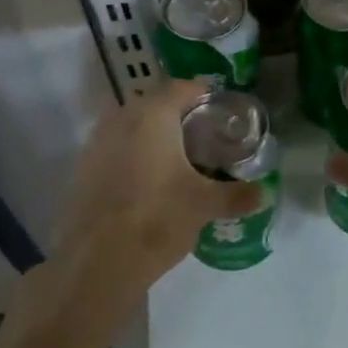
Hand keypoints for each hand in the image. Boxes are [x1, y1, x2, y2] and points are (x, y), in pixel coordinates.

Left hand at [54, 78, 263, 301]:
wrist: (99, 260)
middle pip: (154, 105)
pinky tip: (150, 181)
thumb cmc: (158, 218)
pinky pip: (115, 151)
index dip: (204, 94)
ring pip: (131, 127)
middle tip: (204, 136)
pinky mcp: (84, 170)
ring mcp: (96, 144)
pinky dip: (134, 157)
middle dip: (178, 116)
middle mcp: (120, 119)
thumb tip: (263, 194)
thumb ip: (237, 195)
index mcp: (152, 116)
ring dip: (153, 136)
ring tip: (178, 159)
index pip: (181, 88)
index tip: (221, 109)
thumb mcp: (205, 205)